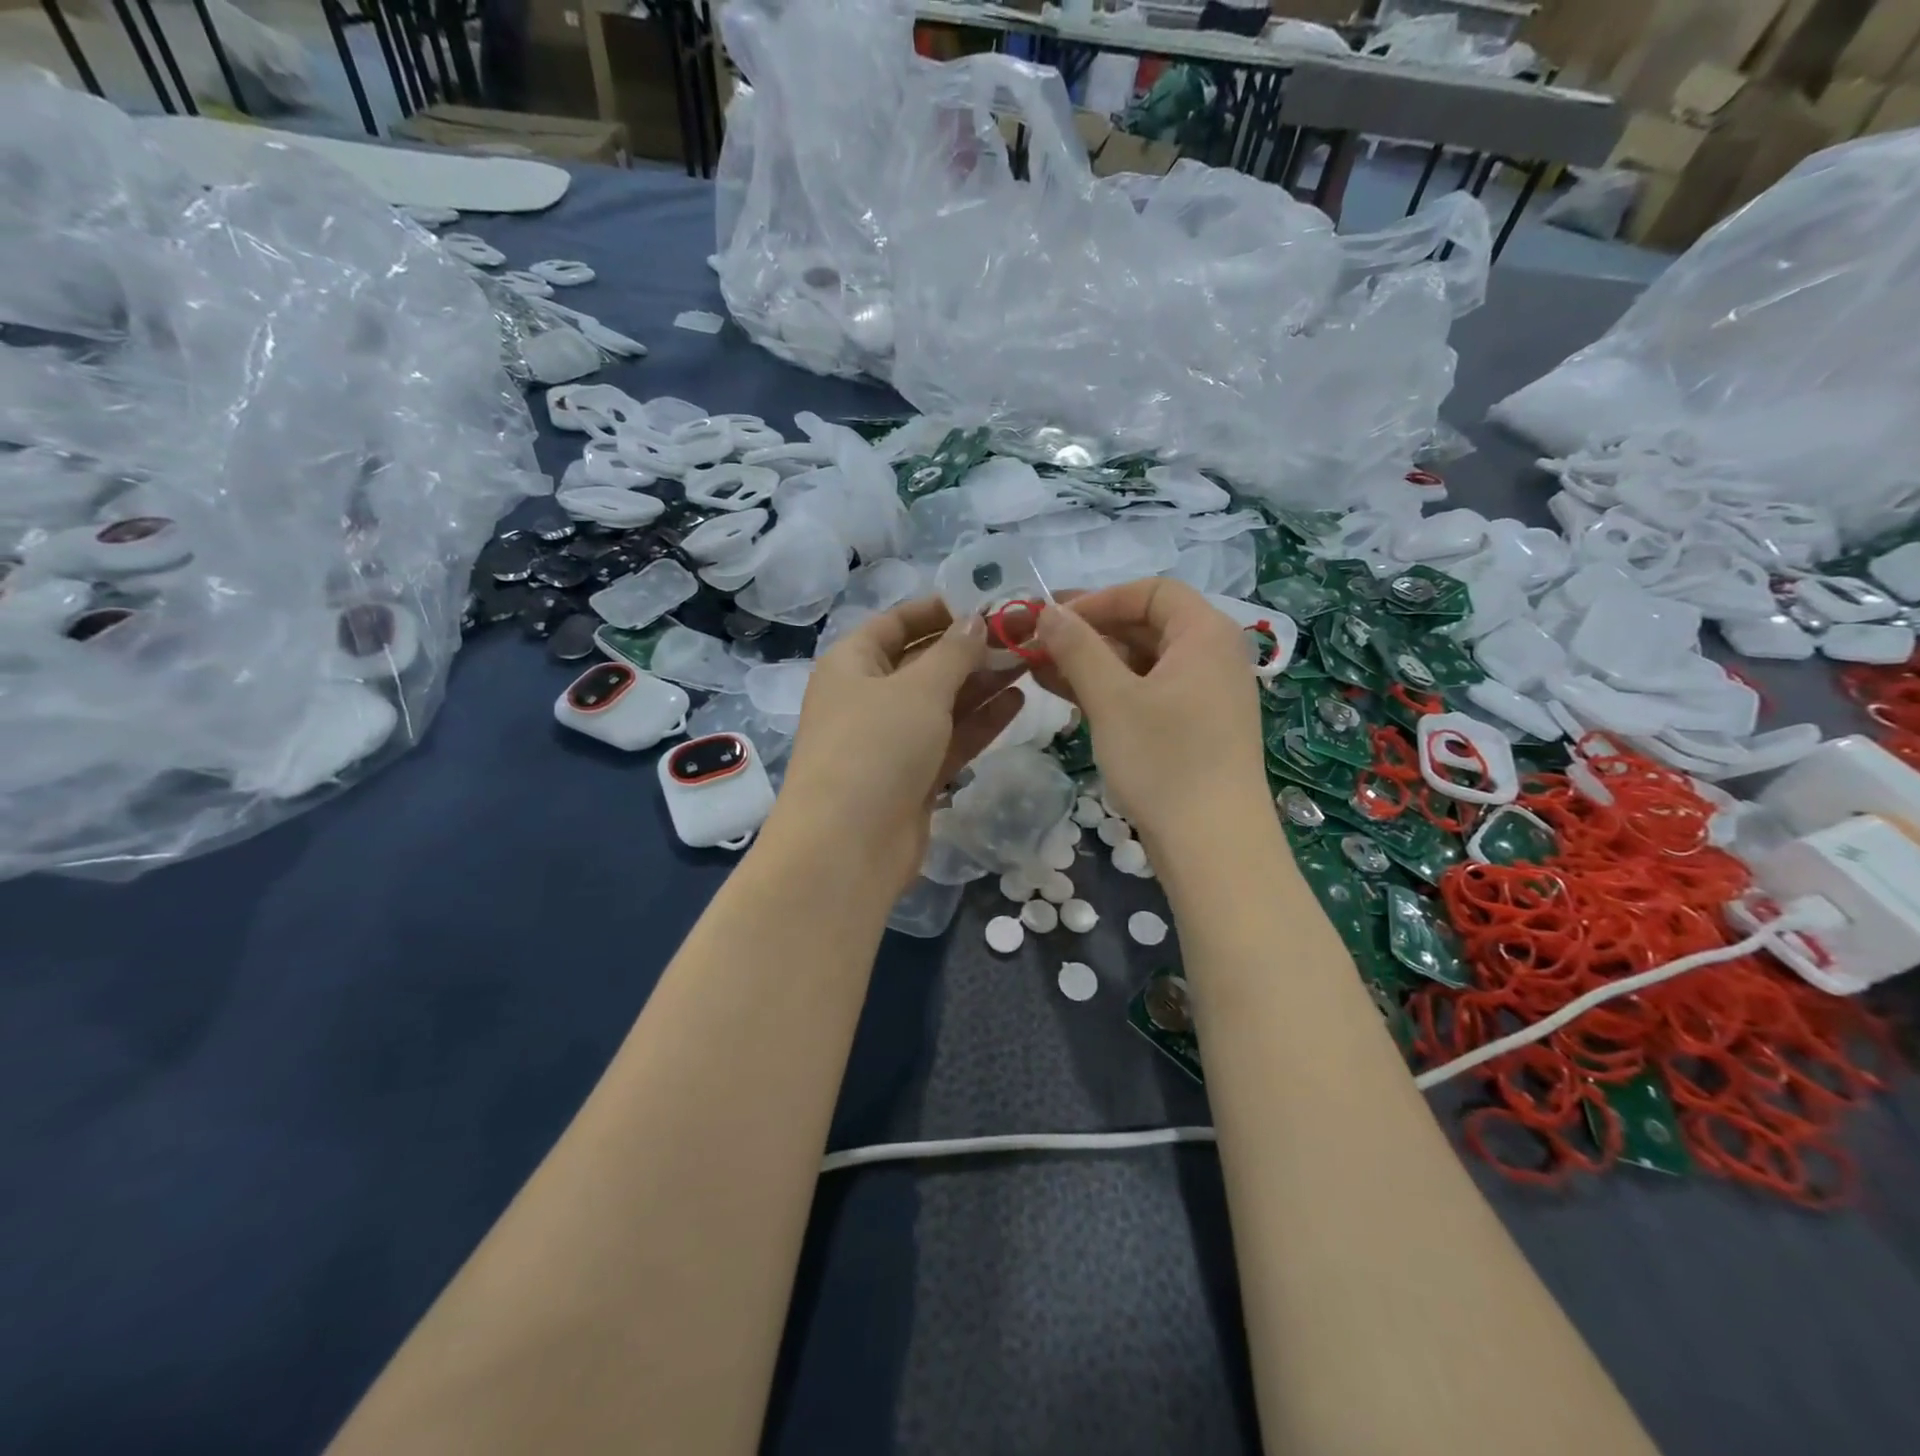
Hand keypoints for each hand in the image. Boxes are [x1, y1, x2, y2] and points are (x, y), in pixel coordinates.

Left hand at [769, 598, 1022, 890]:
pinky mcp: (912, 775)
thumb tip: (976, 620)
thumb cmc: (876, 747)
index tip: (988, 602)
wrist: (848, 847)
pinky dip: (980, 720)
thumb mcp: (918, 689)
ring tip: (1031, 661)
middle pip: (924, 662)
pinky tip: (1018, 700)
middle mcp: (868, 697)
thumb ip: (954, 652)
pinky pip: (949, 737)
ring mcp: (890, 740)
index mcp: (852, 664)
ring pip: (942, 702)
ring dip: (983, 682)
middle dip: (972, 648)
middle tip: (1024, 634)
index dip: (940, 609)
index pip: (897, 623)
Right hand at [1029, 578, 1267, 849]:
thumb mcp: (1111, 700)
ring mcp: (1207, 695)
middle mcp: (1213, 656)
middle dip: (1089, 633)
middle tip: (1037, 645)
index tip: (1054, 620)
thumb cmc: (1164, 762)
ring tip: (1039, 672)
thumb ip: (1077, 648)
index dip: (1099, 598)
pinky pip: (1149, 693)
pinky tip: (1069, 699)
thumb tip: (1048, 611)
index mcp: (1205, 634)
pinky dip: (1111, 691)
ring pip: (1143, 662)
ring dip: (1093, 663)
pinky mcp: (1196, 728)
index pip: (1151, 591)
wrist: (1214, 847)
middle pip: (1146, 625)